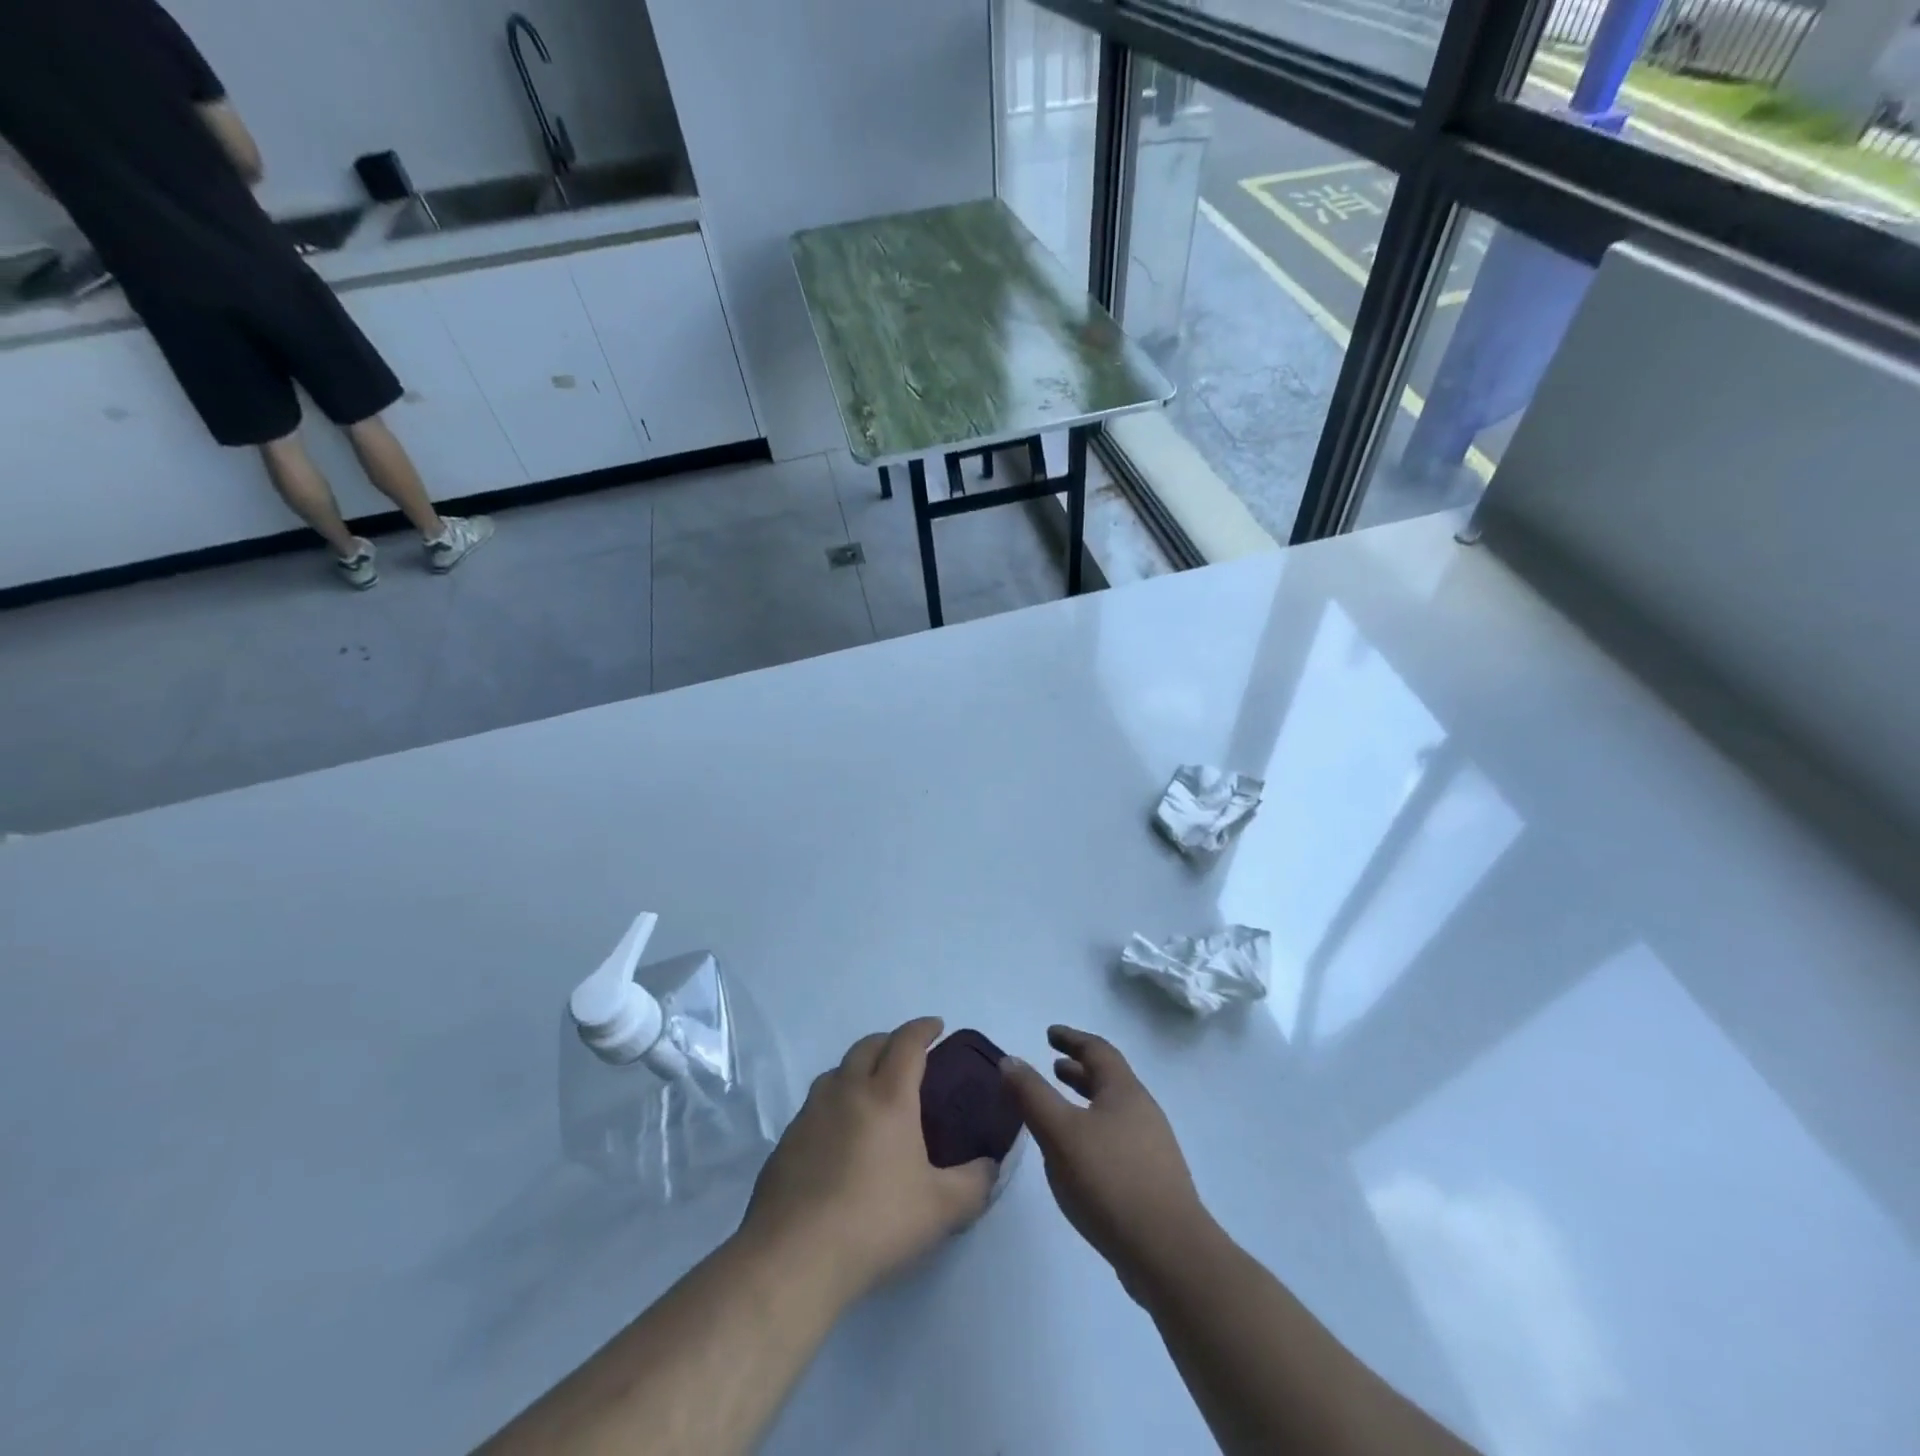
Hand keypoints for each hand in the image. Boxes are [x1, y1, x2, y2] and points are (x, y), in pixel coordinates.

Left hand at [741, 1017, 996, 1304]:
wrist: (794, 1257)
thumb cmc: (875, 1222)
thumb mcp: (942, 1209)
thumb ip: (975, 1183)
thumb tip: (991, 1167)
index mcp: (888, 1096)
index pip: (907, 1042)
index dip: (924, 1028)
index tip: (937, 1026)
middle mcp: (847, 1091)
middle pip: (869, 1045)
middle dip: (891, 1040)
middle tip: (909, 1057)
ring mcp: (811, 1113)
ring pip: (838, 1071)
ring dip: (859, 1068)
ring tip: (873, 1092)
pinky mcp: (787, 1140)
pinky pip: (816, 1104)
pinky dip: (835, 1102)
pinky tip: (841, 1136)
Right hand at [1002, 1026, 1211, 1296]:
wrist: (1169, 1254)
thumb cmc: (1110, 1180)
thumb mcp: (1060, 1133)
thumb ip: (1032, 1095)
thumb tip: (1009, 1060)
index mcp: (1124, 1091)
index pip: (1097, 1050)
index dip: (1072, 1039)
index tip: (1050, 1034)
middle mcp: (1143, 1111)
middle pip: (1109, 1080)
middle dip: (1079, 1071)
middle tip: (1053, 1067)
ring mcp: (1152, 1148)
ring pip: (1113, 1112)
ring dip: (1086, 1103)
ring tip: (1061, 1113)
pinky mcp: (1153, 1182)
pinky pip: (1117, 1140)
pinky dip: (1093, 1132)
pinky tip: (1079, 1159)